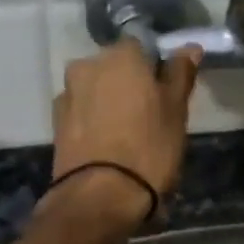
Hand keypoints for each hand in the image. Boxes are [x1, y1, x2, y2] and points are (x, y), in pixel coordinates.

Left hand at [48, 40, 201, 224]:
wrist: (100, 197)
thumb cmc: (148, 149)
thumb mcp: (175, 111)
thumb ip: (179, 75)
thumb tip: (188, 48)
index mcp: (120, 55)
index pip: (141, 46)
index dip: (155, 67)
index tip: (166, 91)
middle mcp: (87, 65)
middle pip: (114, 67)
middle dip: (129, 84)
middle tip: (149, 114)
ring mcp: (67, 94)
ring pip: (96, 90)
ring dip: (109, 102)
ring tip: (127, 134)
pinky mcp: (55, 123)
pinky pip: (82, 112)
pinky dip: (94, 121)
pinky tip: (107, 145)